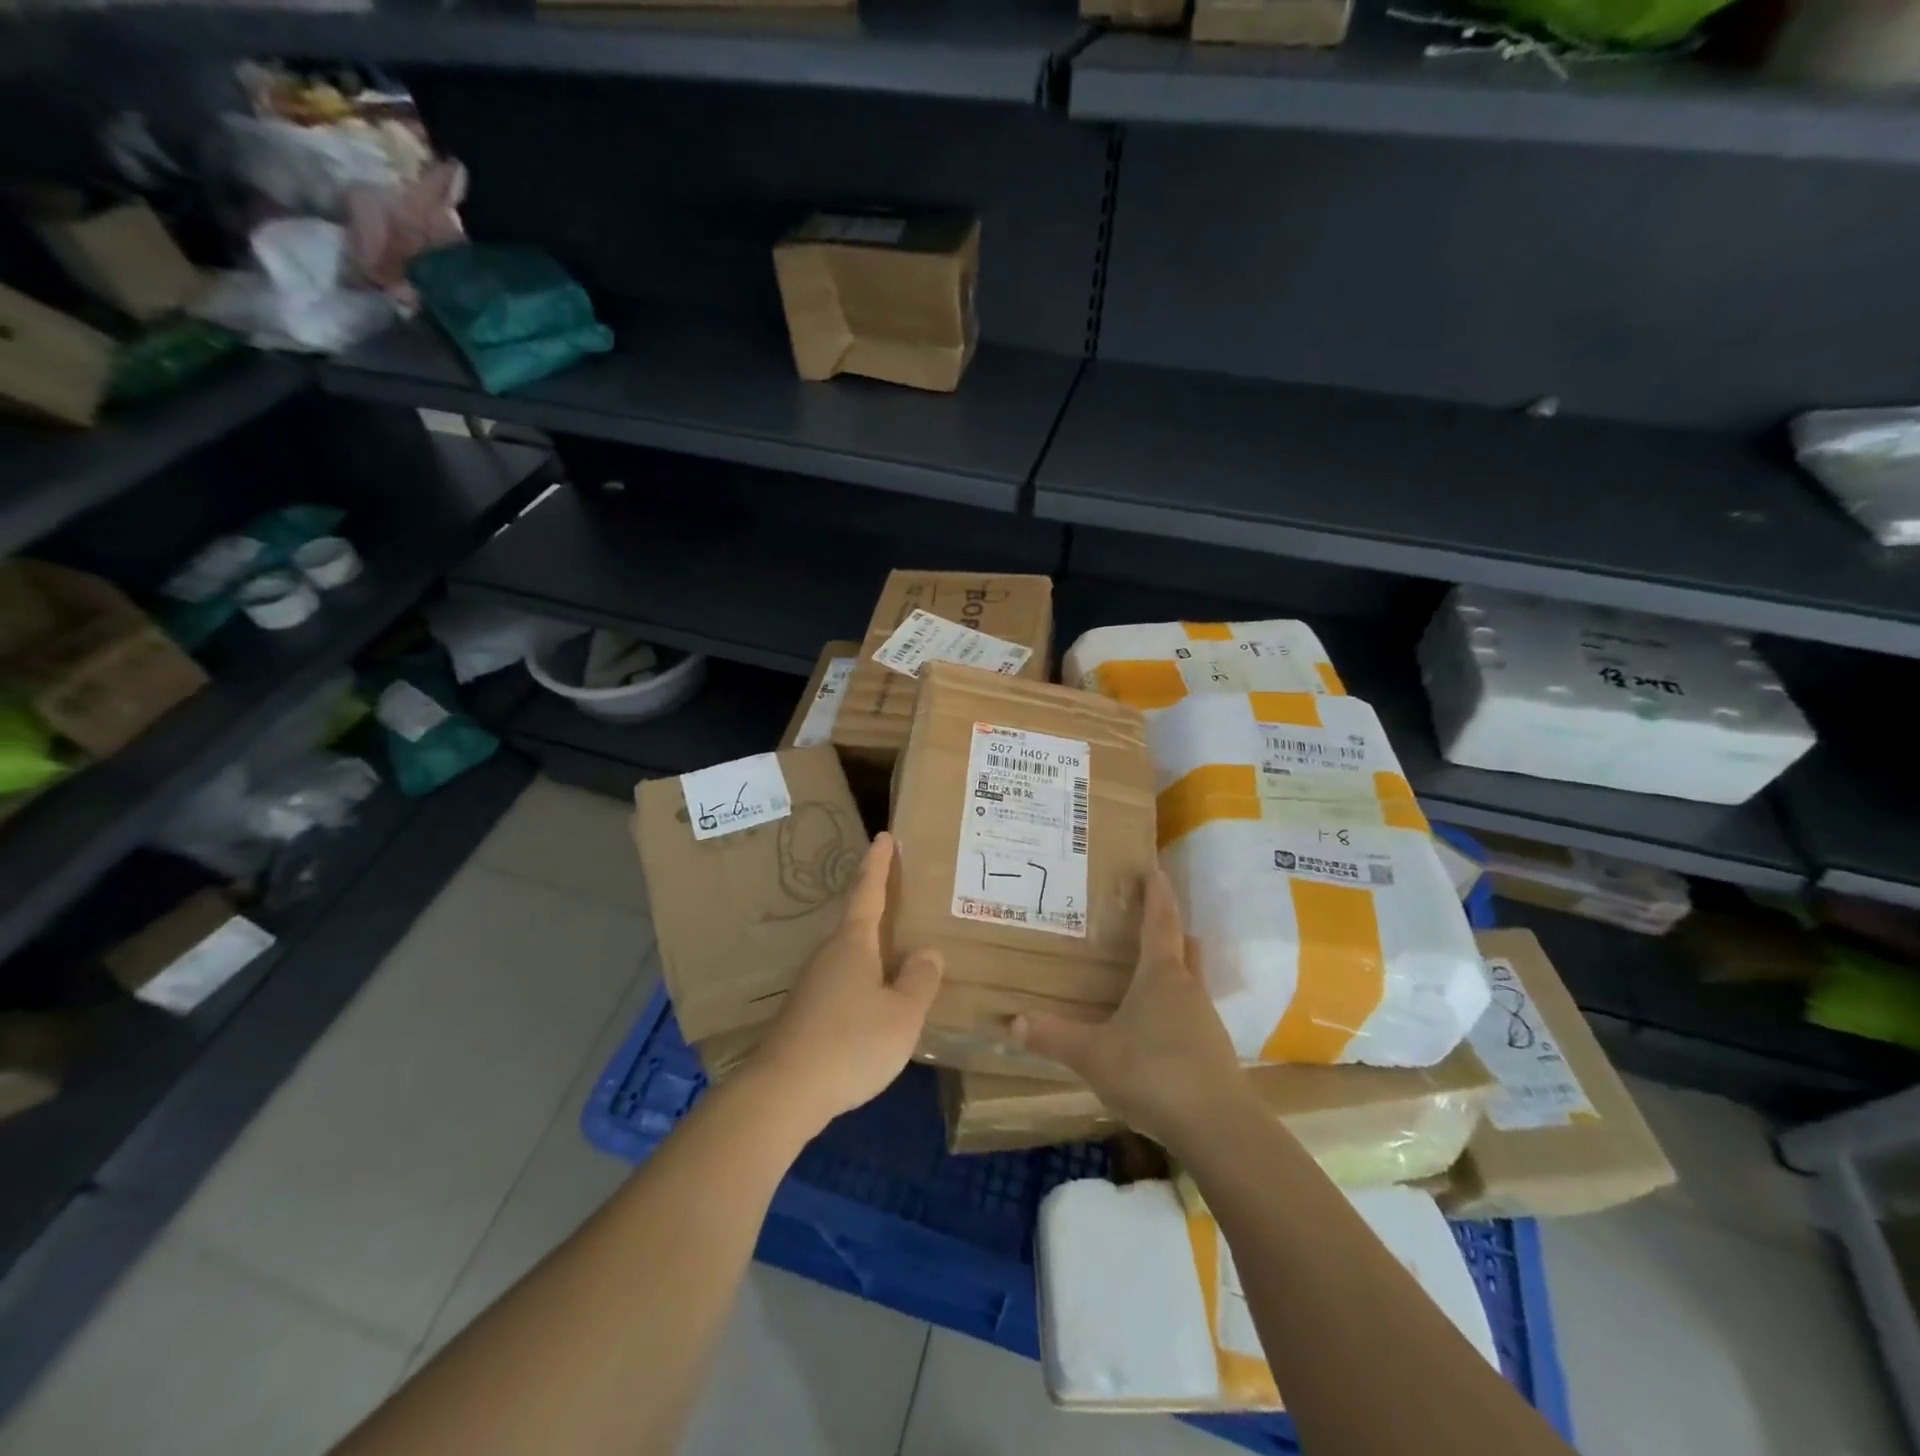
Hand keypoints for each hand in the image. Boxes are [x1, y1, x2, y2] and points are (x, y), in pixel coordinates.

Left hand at [752, 832, 942, 1131]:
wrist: (784, 1092)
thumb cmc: (851, 1043)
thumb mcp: (902, 1014)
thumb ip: (919, 981)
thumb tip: (927, 953)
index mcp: (853, 943)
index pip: (867, 891)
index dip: (878, 863)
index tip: (884, 836)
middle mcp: (829, 955)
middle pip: (856, 920)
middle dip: (876, 902)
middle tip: (902, 892)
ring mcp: (813, 985)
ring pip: (849, 954)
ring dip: (871, 946)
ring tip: (898, 949)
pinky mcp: (806, 1013)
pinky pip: (842, 981)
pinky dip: (863, 977)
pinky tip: (875, 999)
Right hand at [1014, 869, 1249, 1150]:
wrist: (1218, 1127)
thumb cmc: (1153, 1073)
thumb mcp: (1094, 1055)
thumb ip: (1054, 1037)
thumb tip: (1013, 1021)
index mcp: (1161, 975)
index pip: (1160, 922)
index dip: (1157, 894)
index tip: (1155, 869)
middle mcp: (1188, 988)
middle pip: (1183, 946)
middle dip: (1169, 928)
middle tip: (1148, 917)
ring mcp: (1206, 1020)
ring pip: (1190, 980)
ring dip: (1173, 969)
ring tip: (1144, 973)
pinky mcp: (1214, 1051)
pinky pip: (1191, 1013)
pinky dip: (1174, 1006)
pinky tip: (1155, 1027)